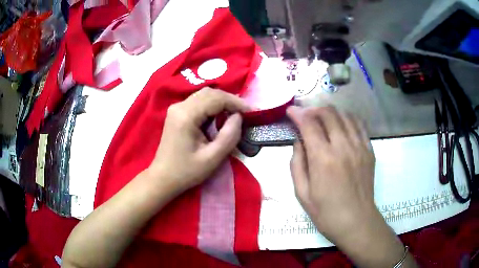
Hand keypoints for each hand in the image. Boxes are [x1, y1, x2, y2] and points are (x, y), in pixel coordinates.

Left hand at [148, 87, 250, 193]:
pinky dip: (213, 106)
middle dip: (230, 100)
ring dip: (222, 102)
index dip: (236, 103)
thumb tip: (239, 117)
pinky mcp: (177, 113)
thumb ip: (229, 136)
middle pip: (210, 93)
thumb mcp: (212, 158)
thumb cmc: (186, 171)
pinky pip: (198, 102)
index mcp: (186, 116)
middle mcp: (179, 106)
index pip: (216, 99)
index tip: (252, 112)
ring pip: (204, 95)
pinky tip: (221, 116)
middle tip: (246, 113)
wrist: (163, 177)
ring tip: (236, 114)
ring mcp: (177, 108)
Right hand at [287, 106, 375, 241]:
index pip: (309, 124)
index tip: (291, 111)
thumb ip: (296, 164)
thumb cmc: (325, 212)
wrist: (356, 221)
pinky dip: (348, 118)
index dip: (298, 114)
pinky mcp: (369, 150)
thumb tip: (298, 142)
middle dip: (314, 109)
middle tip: (306, 115)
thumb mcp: (301, 193)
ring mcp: (359, 147)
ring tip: (322, 117)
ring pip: (345, 115)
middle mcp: (342, 146)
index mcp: (323, 159)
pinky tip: (341, 123)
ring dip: (331, 112)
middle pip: (328, 114)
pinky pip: (359, 125)